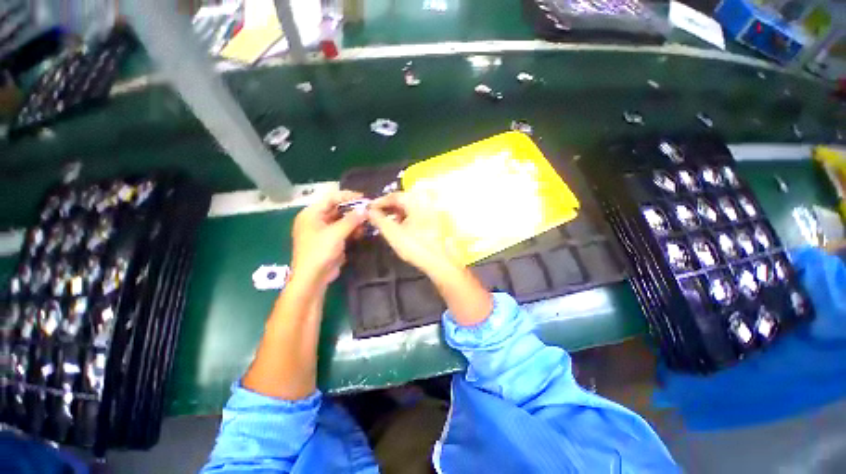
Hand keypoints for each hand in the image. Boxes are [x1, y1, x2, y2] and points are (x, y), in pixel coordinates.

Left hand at [290, 190, 365, 287]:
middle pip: (337, 209)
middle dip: (353, 210)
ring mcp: (323, 231)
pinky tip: (362, 232)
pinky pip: (343, 231)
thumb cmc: (320, 251)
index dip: (348, 197)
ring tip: (367, 222)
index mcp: (311, 214)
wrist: (313, 278)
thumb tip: (365, 209)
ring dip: (354, 221)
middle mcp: (316, 220)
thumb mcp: (336, 233)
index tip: (364, 198)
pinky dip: (352, 230)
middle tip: (369, 211)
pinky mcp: (330, 241)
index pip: (331, 198)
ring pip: (341, 221)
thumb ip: (351, 220)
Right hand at [369, 191, 492, 324]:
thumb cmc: (415, 246)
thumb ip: (379, 220)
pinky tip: (400, 227)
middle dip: (387, 208)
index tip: (368, 209)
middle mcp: (425, 201)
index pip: (394, 195)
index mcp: (416, 201)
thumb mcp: (393, 233)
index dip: (379, 202)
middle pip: (402, 200)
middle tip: (375, 216)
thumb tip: (369, 210)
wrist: (439, 262)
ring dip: (396, 213)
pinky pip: (416, 213)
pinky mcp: (434, 220)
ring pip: (409, 207)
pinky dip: (406, 217)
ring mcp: (431, 210)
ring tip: (385, 222)